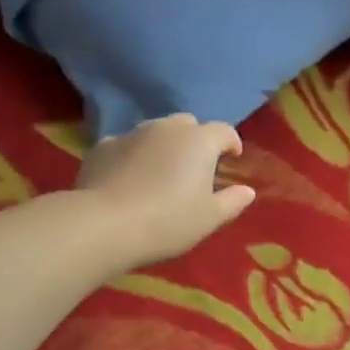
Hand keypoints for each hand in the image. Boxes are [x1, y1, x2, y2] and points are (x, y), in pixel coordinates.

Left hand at [76, 114, 255, 269]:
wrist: (104, 225)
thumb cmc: (168, 221)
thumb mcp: (209, 219)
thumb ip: (232, 201)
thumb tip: (247, 190)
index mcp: (199, 141)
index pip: (224, 131)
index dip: (231, 143)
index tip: (232, 160)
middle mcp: (166, 128)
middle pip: (188, 125)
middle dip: (196, 141)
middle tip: (195, 169)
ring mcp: (131, 134)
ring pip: (155, 132)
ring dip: (163, 146)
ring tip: (160, 174)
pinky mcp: (102, 147)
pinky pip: (126, 146)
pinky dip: (133, 157)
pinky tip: (128, 181)